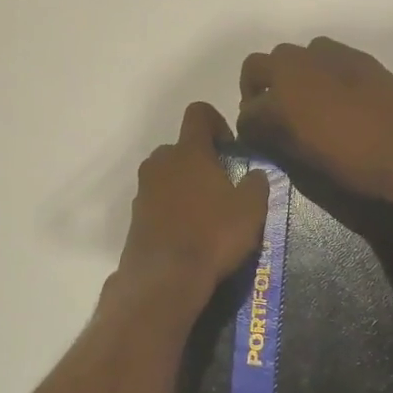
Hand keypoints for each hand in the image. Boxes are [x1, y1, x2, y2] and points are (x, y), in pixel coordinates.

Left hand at [117, 102, 268, 297]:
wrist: (165, 278)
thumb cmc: (213, 235)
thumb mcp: (251, 209)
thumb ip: (257, 184)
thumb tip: (255, 174)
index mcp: (189, 151)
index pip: (198, 113)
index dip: (217, 122)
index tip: (230, 148)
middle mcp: (161, 162)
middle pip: (181, 147)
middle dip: (201, 160)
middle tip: (222, 186)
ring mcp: (143, 190)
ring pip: (167, 175)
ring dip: (185, 185)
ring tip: (206, 214)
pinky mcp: (135, 217)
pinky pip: (157, 201)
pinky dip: (172, 209)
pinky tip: (189, 234)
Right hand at [236, 37, 392, 205]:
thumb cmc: (353, 162)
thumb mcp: (304, 158)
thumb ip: (276, 138)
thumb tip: (263, 131)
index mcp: (280, 94)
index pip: (247, 109)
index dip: (248, 126)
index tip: (256, 138)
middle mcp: (298, 65)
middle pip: (258, 65)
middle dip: (258, 87)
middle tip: (271, 113)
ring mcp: (329, 56)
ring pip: (293, 55)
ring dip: (289, 74)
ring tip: (305, 101)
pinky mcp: (357, 57)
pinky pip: (325, 56)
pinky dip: (320, 71)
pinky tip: (336, 96)